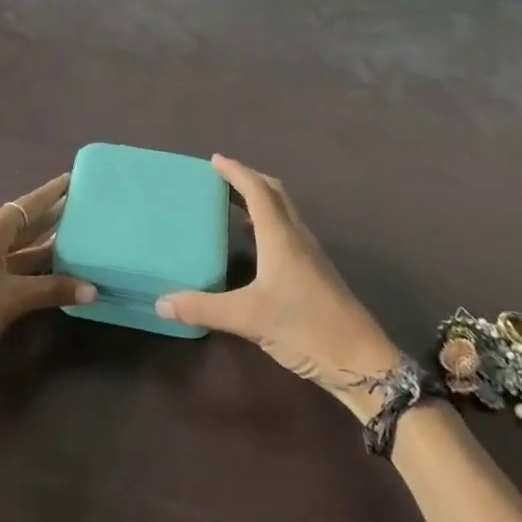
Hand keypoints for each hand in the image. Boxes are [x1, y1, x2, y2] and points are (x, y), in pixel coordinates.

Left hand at [0, 173, 96, 388]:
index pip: (28, 204)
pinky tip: (39, 270)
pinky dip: (21, 261)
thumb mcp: (13, 299)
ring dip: (36, 244)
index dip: (52, 193)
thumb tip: (93, 290)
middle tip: (79, 209)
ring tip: (69, 238)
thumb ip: (53, 290)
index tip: (72, 178)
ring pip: (9, 244)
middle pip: (19, 222)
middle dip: (48, 218)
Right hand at [157, 155, 404, 417]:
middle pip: (274, 193)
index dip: (236, 172)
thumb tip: (161, 302)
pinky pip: (287, 230)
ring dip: (260, 199)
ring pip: (283, 211)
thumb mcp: (248, 319)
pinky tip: (255, 243)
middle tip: (221, 177)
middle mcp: (296, 237)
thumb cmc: (305, 327)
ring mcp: (309, 254)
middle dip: (249, 179)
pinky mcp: (315, 272)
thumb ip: (203, 309)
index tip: (214, 160)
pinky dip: (267, 222)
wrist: (360, 361)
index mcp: (280, 236)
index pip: (257, 190)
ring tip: (232, 203)